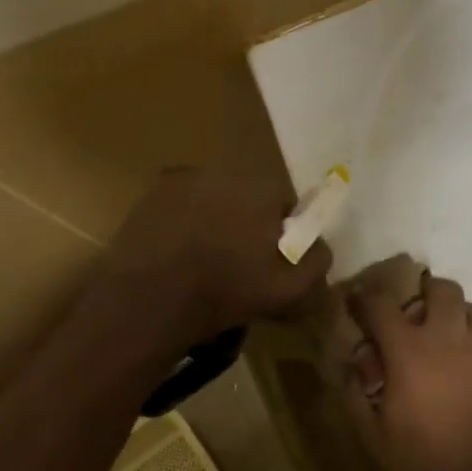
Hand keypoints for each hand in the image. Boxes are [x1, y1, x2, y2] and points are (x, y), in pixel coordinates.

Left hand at [104, 168, 331, 345]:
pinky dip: (185, 218)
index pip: (286, 203)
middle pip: (250, 196)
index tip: (274, 259)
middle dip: (250, 221)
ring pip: (215, 196)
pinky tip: (179, 248)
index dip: (284, 233)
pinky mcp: (154, 191)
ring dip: (217, 217)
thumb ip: (316, 262)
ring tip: (206, 256)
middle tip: (241, 260)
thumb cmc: (225, 292)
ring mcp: (186, 178)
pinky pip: (183, 201)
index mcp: (264, 188)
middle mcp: (227, 171)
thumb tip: (322, 245)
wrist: (149, 300)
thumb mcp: (289, 290)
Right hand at [344, 273, 471, 470]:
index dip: (366, 297)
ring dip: (456, 314)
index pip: (382, 303)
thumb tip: (355, 362)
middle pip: (441, 289)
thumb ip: (355, 391)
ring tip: (445, 337)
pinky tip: (469, 362)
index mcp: (408, 352)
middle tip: (411, 315)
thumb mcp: (369, 434)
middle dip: (422, 293)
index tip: (358, 301)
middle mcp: (448, 339)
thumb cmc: (415, 468)